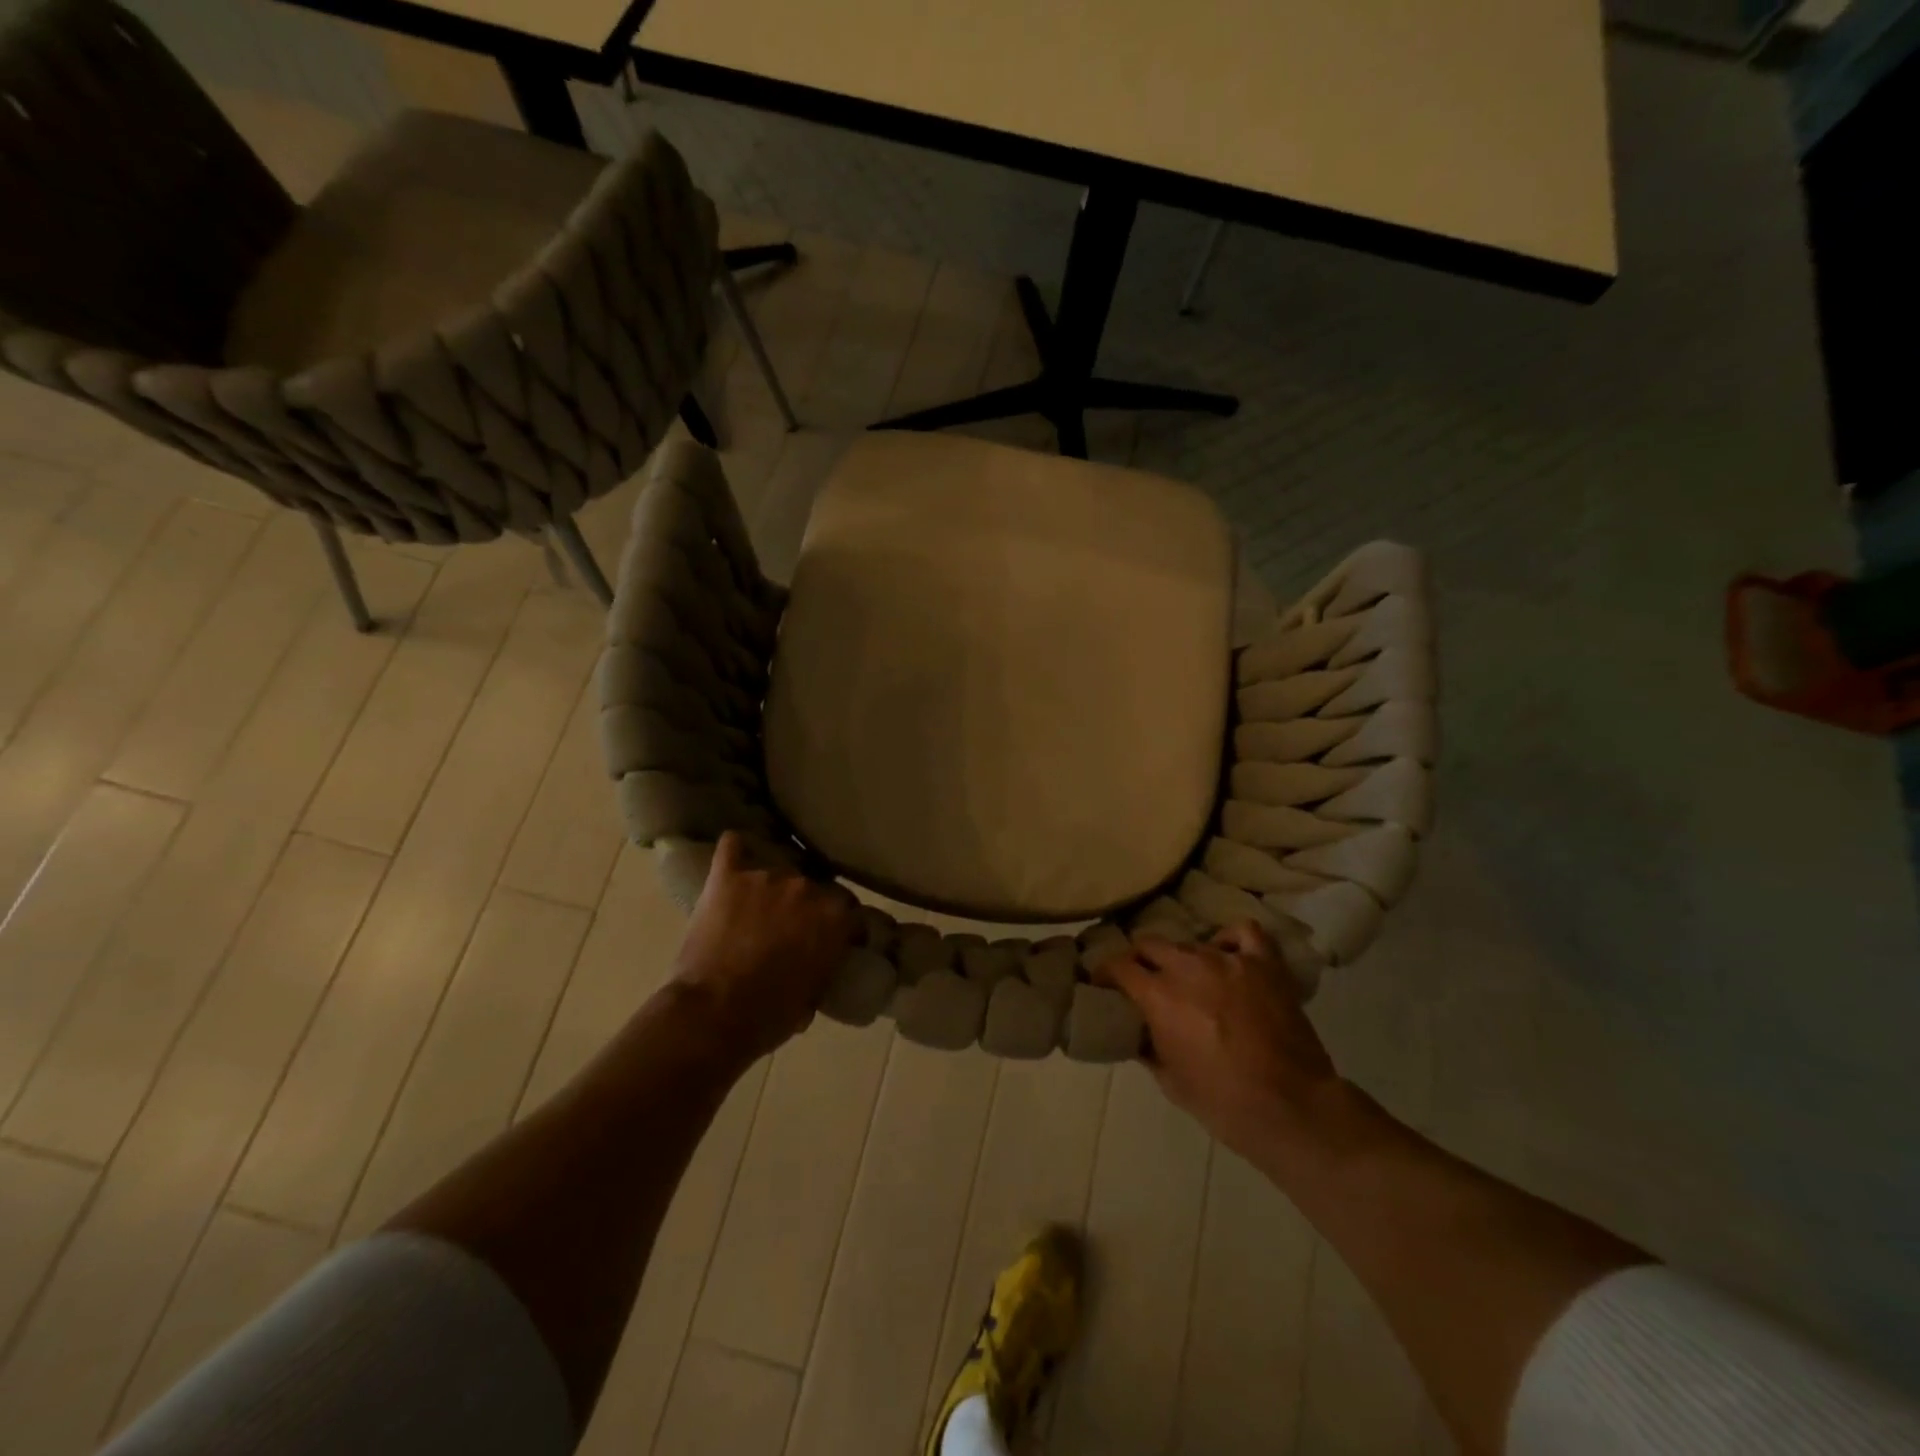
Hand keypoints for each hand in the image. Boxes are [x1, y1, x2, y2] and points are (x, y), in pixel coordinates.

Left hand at [671, 832, 859, 1064]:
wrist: (712, 1015)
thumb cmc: (769, 1017)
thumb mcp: (812, 997)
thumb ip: (823, 967)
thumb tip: (819, 964)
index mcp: (834, 917)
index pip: (850, 910)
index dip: (842, 926)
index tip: (834, 939)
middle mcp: (806, 887)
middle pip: (814, 888)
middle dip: (806, 907)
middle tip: (790, 930)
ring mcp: (766, 877)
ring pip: (777, 873)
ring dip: (771, 891)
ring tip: (755, 912)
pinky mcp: (727, 876)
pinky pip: (733, 847)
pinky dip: (735, 852)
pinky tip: (735, 858)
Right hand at [1095, 922, 1344, 1164]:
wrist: (1293, 1109)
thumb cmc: (1224, 1103)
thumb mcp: (1170, 1081)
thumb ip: (1147, 1048)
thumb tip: (1135, 1033)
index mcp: (1159, 996)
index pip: (1118, 965)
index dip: (1105, 972)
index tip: (1103, 983)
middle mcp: (1188, 967)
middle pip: (1149, 944)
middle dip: (1140, 960)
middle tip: (1143, 980)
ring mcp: (1229, 959)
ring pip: (1191, 943)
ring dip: (1182, 960)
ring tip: (1191, 978)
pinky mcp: (1264, 963)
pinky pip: (1243, 932)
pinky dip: (1230, 939)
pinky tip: (1228, 955)